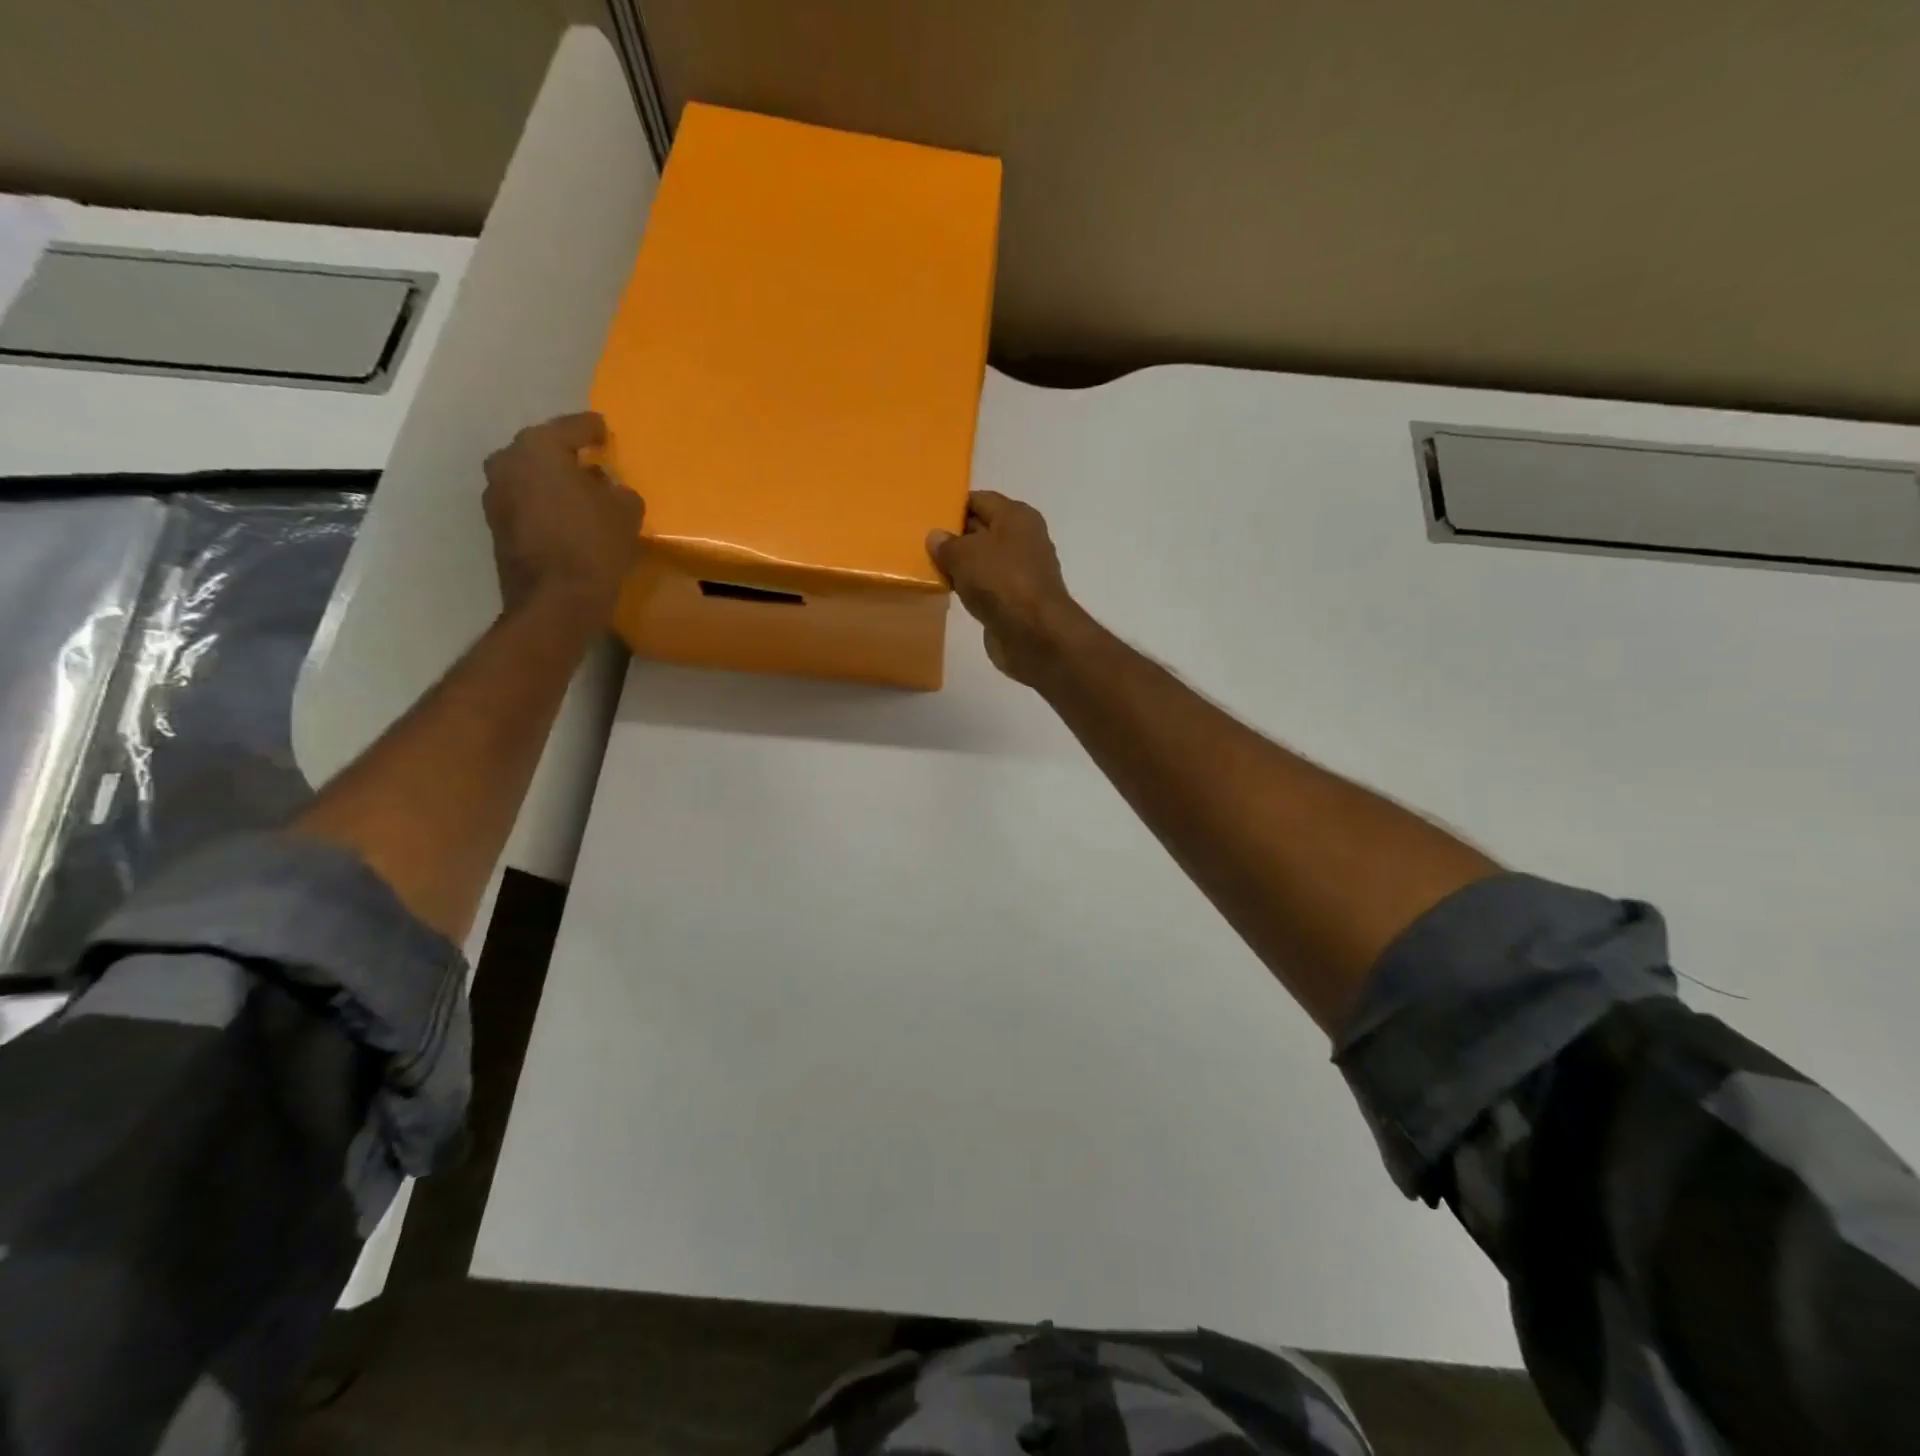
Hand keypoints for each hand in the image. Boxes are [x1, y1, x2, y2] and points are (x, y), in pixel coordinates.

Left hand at [483, 412, 643, 622]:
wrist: (556, 601)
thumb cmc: (594, 544)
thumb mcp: (626, 511)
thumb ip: (618, 489)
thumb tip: (606, 488)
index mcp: (538, 448)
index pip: (572, 428)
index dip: (592, 429)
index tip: (604, 430)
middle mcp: (507, 463)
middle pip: (543, 451)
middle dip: (568, 457)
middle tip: (593, 465)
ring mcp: (496, 496)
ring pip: (532, 478)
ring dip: (554, 484)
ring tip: (583, 496)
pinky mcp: (497, 527)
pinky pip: (527, 504)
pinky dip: (546, 506)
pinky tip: (568, 520)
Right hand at [928, 491, 1089, 683]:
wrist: (1034, 634)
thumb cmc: (1000, 581)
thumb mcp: (964, 554)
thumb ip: (946, 544)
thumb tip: (937, 537)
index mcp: (1016, 516)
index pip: (980, 500)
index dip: (954, 505)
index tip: (927, 515)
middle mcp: (1024, 539)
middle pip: (983, 530)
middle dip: (956, 536)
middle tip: (922, 543)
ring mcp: (1023, 571)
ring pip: (985, 561)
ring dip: (962, 566)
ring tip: (931, 568)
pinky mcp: (1018, 600)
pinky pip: (988, 586)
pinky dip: (972, 588)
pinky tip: (951, 593)